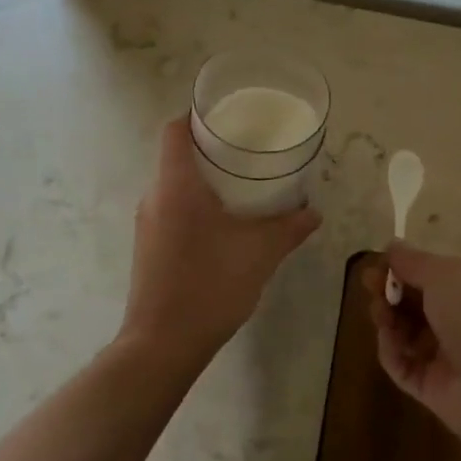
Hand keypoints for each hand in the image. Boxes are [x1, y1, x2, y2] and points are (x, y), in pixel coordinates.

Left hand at [118, 116, 320, 369]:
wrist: (163, 343)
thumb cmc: (210, 284)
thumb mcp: (260, 252)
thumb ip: (289, 227)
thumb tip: (313, 211)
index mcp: (175, 185)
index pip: (175, 130)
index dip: (198, 116)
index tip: (229, 119)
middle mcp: (154, 197)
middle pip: (176, 156)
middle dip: (210, 150)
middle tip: (248, 152)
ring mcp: (147, 224)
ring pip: (174, 186)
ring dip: (202, 182)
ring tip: (241, 187)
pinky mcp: (148, 248)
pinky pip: (171, 211)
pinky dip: (194, 207)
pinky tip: (223, 226)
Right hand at [364, 244, 460, 448]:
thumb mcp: (446, 275)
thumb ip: (414, 261)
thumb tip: (392, 246)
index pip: (436, 273)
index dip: (406, 267)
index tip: (379, 263)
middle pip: (418, 301)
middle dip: (391, 290)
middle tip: (370, 286)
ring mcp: (450, 355)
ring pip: (407, 331)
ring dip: (388, 318)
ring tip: (379, 314)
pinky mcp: (434, 386)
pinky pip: (404, 363)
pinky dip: (392, 350)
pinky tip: (388, 340)